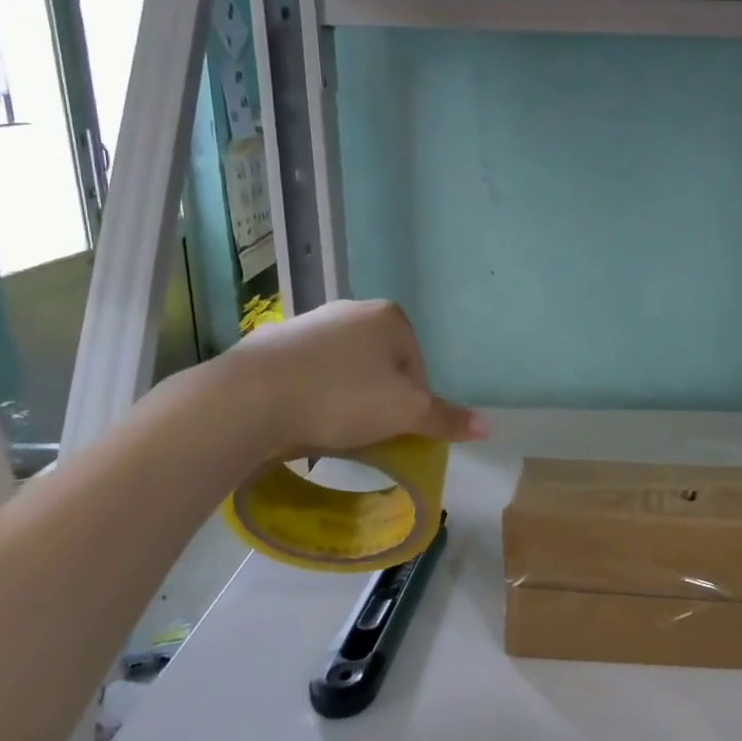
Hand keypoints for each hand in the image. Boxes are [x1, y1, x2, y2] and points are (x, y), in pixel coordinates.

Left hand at [215, 299, 486, 460]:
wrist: (251, 396)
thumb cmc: (342, 398)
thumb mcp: (406, 414)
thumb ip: (446, 418)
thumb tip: (490, 426)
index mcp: (390, 318)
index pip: (417, 366)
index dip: (411, 402)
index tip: (392, 427)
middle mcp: (351, 309)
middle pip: (381, 364)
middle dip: (377, 397)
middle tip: (363, 431)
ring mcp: (309, 321)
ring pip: (343, 367)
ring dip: (344, 395)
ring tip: (329, 428)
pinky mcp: (273, 340)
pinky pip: (307, 371)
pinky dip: (310, 392)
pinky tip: (299, 416)